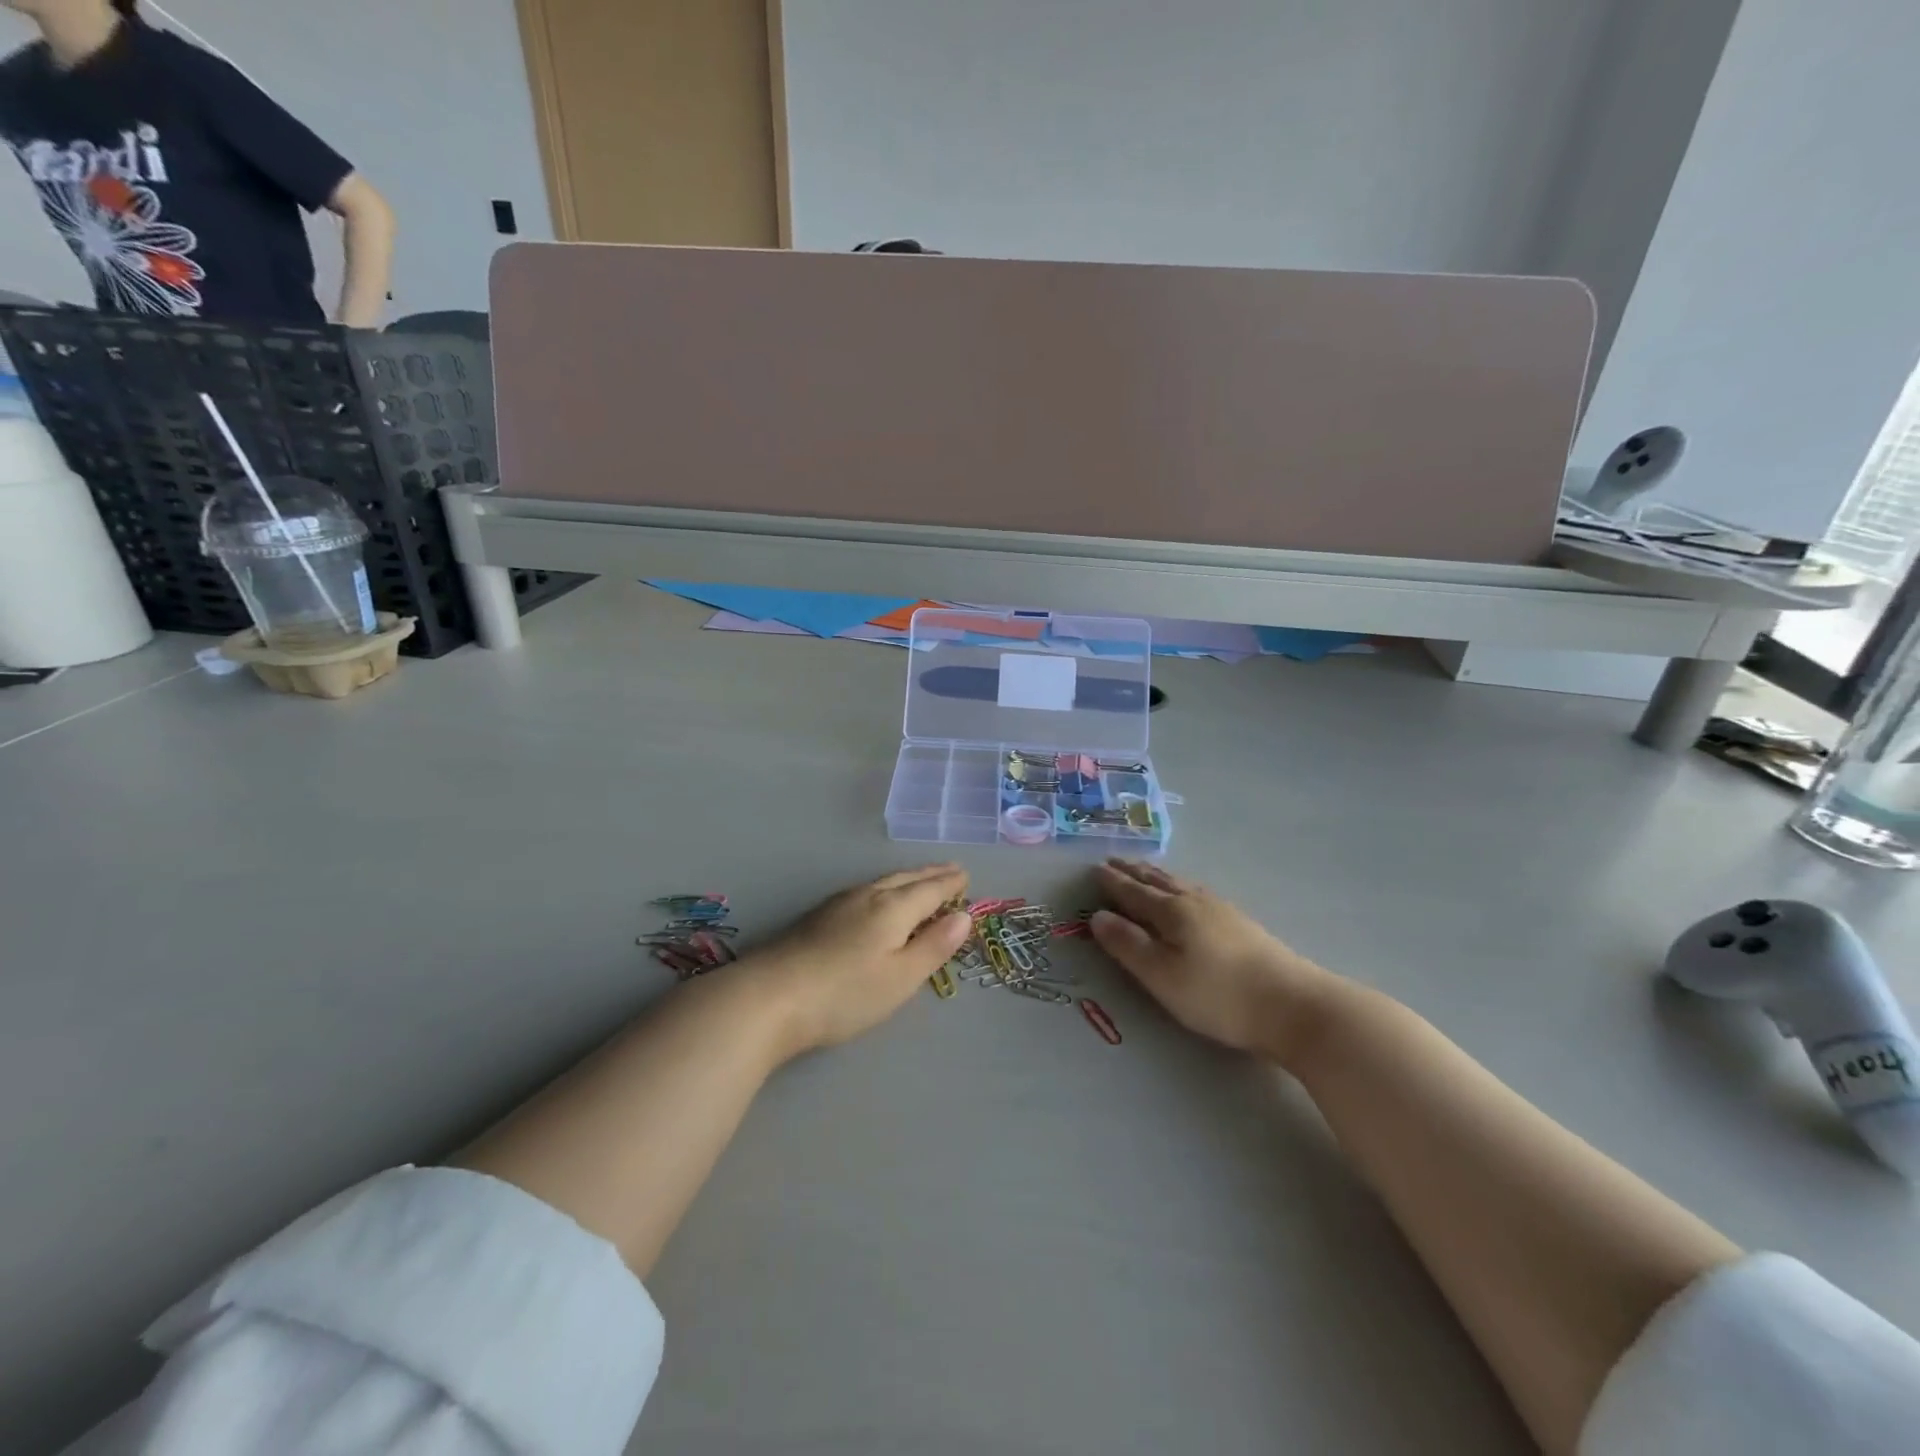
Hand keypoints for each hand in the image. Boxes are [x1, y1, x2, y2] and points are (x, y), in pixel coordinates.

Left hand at [742, 864, 973, 1057]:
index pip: (930, 889)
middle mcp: (867, 896)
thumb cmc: (845, 994)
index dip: (950, 883)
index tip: (966, 875)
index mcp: (893, 908)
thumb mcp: (900, 978)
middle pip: (906, 879)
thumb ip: (934, 946)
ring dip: (907, 879)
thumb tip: (964, 916)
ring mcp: (838, 904)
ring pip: (883, 882)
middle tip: (951, 869)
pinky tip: (876, 899)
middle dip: (931, 874)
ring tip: (920, 880)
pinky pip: (865, 891)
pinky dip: (885, 889)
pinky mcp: (817, 917)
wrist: (768, 997)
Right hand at [1090, 859, 1336, 1064]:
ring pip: (1182, 884)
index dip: (1113, 882)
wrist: (1293, 1005)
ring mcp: (1223, 910)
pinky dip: (1181, 886)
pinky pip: (1199, 892)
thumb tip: (1097, 917)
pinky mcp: (1243, 924)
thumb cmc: (1218, 995)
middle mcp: (1196, 902)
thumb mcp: (1162, 976)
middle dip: (1133, 871)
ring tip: (1146, 871)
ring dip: (1158, 875)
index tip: (1095, 868)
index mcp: (1172, 912)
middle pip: (1158, 881)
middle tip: (1114, 860)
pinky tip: (1190, 894)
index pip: (1134, 892)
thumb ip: (1128, 945)